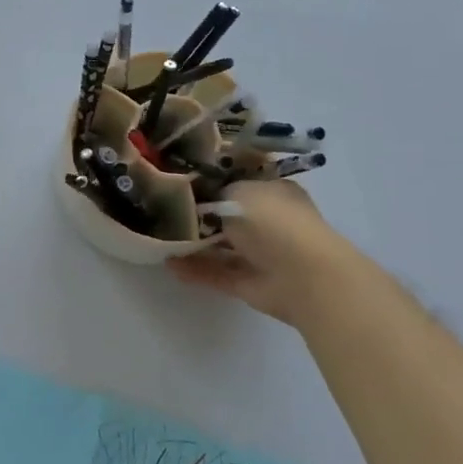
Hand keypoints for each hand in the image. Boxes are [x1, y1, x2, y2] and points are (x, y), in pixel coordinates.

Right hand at [169, 177, 337, 321]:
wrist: (303, 276)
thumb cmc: (273, 221)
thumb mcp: (237, 192)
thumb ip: (212, 195)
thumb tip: (198, 201)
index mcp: (273, 191)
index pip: (238, 182)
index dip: (210, 182)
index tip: (178, 181)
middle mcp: (268, 220)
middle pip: (227, 215)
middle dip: (198, 214)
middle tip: (162, 209)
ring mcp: (260, 253)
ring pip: (220, 245)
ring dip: (193, 243)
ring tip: (159, 236)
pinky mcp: (249, 281)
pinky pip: (217, 271)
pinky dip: (194, 268)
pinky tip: (168, 262)